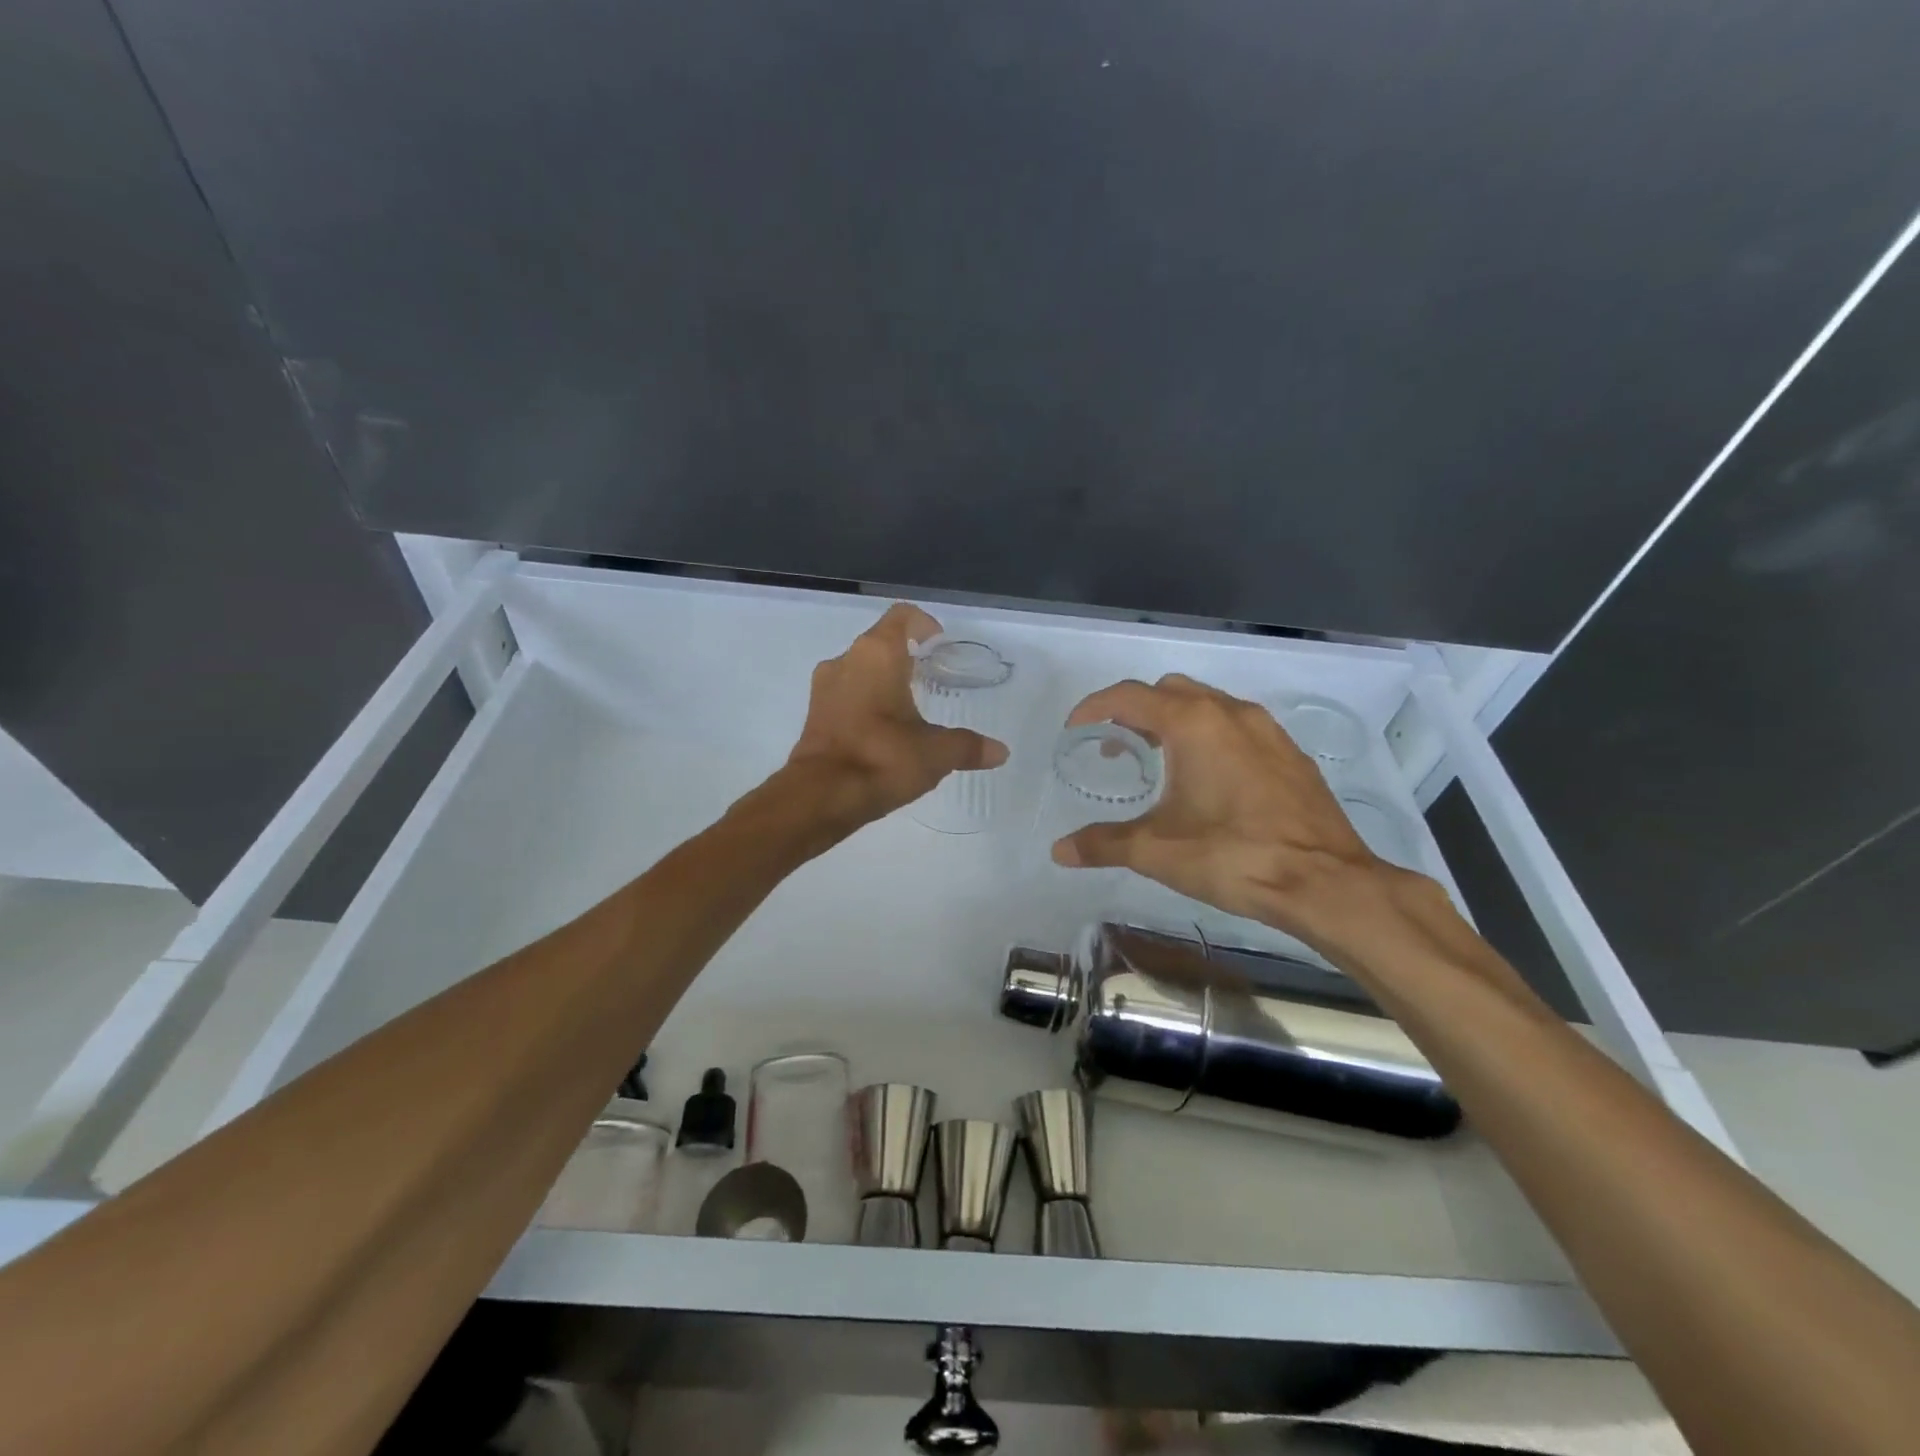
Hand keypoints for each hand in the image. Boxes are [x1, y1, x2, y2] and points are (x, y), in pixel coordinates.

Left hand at [787, 603, 1008, 825]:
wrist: (821, 796)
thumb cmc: (882, 758)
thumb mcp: (935, 753)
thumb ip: (968, 747)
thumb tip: (1000, 752)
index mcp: (877, 654)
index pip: (902, 617)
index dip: (923, 624)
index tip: (938, 643)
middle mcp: (846, 660)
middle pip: (879, 642)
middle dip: (905, 656)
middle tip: (931, 677)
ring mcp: (825, 686)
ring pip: (859, 669)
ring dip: (882, 680)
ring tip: (909, 707)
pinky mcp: (814, 713)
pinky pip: (845, 694)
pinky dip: (865, 702)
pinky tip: (884, 731)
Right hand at [1052, 674, 1419, 949]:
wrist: (1326, 883)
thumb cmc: (1233, 856)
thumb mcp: (1157, 851)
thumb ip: (1103, 844)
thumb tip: (1059, 850)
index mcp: (1193, 723)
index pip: (1129, 696)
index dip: (1094, 708)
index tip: (1075, 732)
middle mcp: (1230, 713)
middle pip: (1169, 691)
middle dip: (1136, 711)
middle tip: (1118, 748)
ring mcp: (1267, 730)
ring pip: (1208, 705)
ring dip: (1175, 722)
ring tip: (1160, 762)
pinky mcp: (1290, 754)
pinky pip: (1238, 727)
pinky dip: (1210, 737)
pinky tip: (1210, 781)